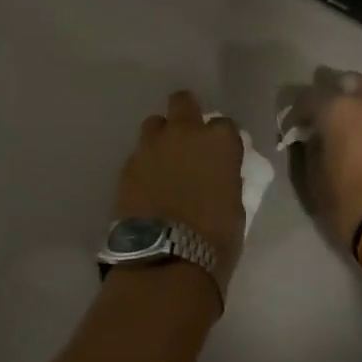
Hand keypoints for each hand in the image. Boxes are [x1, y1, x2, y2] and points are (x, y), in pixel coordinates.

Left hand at [114, 91, 247, 286]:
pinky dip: (145, 164)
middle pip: (183, 102)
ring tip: (164, 162)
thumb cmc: (214, 238)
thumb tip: (218, 175)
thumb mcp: (234, 206)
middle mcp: (184, 133)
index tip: (221, 154)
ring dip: (161, 137)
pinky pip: (138, 155)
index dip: (222, 138)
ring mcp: (151, 147)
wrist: (165, 259)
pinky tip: (148, 185)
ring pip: (155, 124)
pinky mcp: (127, 166)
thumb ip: (225, 179)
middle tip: (188, 138)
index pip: (224, 124)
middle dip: (186, 113)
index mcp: (219, 141)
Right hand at [281, 68, 361, 250]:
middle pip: (348, 81)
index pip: (308, 96)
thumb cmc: (351, 205)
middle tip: (324, 116)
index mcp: (339, 110)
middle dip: (333, 93)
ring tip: (354, 133)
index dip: (295, 112)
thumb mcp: (314, 182)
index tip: (291, 130)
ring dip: (361, 109)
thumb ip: (309, 150)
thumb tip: (311, 138)